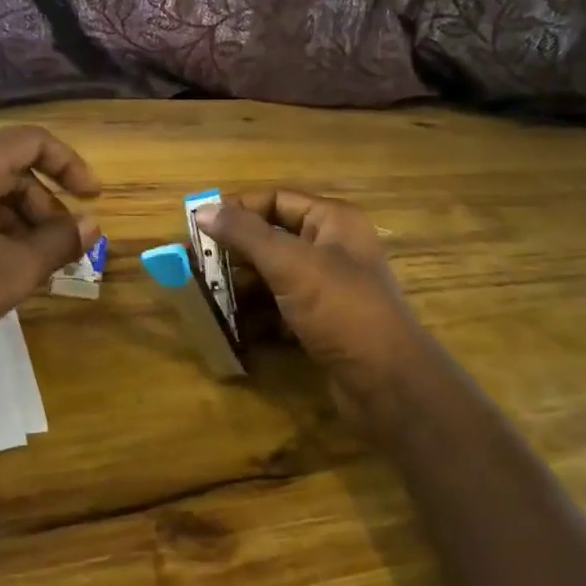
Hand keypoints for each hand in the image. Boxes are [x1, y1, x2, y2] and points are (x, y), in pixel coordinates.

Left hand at [0, 127, 100, 368]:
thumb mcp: (11, 270)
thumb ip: (58, 242)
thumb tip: (91, 224)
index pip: (36, 142)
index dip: (72, 167)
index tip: (93, 199)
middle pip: (10, 169)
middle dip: (43, 207)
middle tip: (63, 249)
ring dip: (16, 221)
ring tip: (31, 265)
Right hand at [200, 192, 432, 403]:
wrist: (389, 385)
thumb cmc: (341, 309)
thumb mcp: (291, 265)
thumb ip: (245, 234)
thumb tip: (203, 210)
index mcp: (332, 221)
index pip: (275, 200)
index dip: (237, 209)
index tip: (198, 226)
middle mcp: (331, 248)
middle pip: (271, 238)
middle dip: (234, 252)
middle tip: (195, 265)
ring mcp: (327, 288)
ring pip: (273, 276)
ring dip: (241, 285)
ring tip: (205, 296)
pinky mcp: (322, 323)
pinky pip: (280, 309)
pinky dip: (256, 315)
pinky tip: (230, 325)